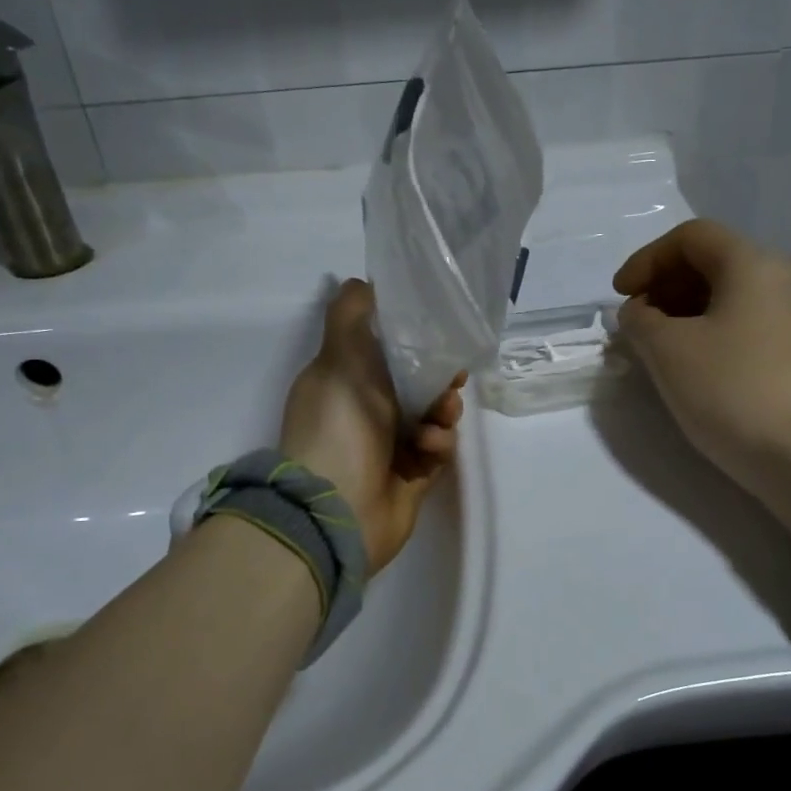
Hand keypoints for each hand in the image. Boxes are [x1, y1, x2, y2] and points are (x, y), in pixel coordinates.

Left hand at [280, 278, 465, 575]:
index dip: (415, 342)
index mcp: (346, 383)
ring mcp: (388, 450)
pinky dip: (436, 445)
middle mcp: (365, 414)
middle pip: (417, 384)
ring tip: (439, 417)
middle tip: (453, 379)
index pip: (387, 352)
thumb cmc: (339, 425)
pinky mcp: (410, 480)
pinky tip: (428, 447)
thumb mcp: (340, 357)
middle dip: (439, 379)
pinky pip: (436, 452)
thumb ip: (352, 314)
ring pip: (432, 417)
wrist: (337, 508)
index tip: (439, 335)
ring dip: (442, 412)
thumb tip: (362, 282)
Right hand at [613, 219, 790, 545]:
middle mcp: (779, 279)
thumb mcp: (667, 350)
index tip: (620, 296)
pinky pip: (740, 324)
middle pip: (710, 262)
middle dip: (663, 286)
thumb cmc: (732, 388)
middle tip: (635, 322)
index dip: (646, 260)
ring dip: (680, 312)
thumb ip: (640, 320)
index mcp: (752, 263)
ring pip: (724, 296)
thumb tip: (639, 313)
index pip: (690, 237)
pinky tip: (685, 366)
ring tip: (652, 347)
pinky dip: (705, 333)